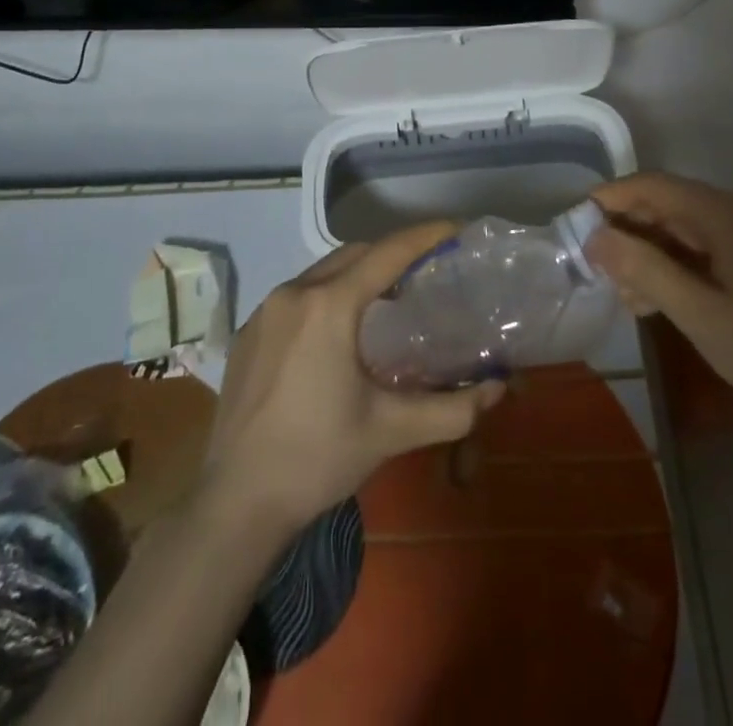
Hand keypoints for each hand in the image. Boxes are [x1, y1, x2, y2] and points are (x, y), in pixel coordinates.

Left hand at [202, 223, 505, 532]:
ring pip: (322, 271)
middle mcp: (293, 293)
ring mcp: (264, 311)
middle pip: (354, 254)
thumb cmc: (317, 459)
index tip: (455, 229)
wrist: (235, 503)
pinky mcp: (248, 332)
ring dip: (358, 274)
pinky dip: (327, 294)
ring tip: (388, 300)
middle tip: (427, 271)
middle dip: (393, 254)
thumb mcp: (391, 431)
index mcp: (329, 306)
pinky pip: (297, 294)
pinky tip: (339, 331)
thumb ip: (452, 409)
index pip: (387, 253)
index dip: (425, 237)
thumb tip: (497, 390)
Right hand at [587, 173, 732, 450]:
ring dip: (653, 251)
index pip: (656, 185)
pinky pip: (711, 248)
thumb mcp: (697, 313)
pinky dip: (681, 264)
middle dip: (631, 230)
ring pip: (690, 229)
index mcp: (727, 216)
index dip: (613, 197)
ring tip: (626, 293)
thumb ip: (643, 268)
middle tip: (600, 267)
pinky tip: (663, 299)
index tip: (577, 222)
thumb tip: (595, 236)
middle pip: (672, 204)